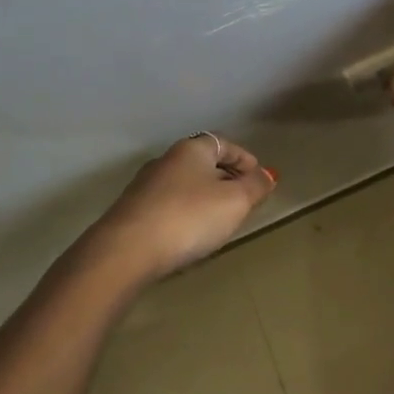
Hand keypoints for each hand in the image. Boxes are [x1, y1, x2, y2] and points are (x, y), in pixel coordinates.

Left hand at [92, 134, 277, 277]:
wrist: (126, 250)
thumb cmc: (188, 218)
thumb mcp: (235, 202)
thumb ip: (255, 186)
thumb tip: (268, 175)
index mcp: (192, 149)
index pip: (224, 143)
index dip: (244, 158)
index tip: (258, 177)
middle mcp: (166, 160)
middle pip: (203, 162)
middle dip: (225, 177)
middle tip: (243, 198)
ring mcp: (145, 185)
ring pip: (184, 183)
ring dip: (203, 195)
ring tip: (219, 217)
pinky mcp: (131, 211)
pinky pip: (168, 204)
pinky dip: (184, 211)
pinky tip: (189, 232)